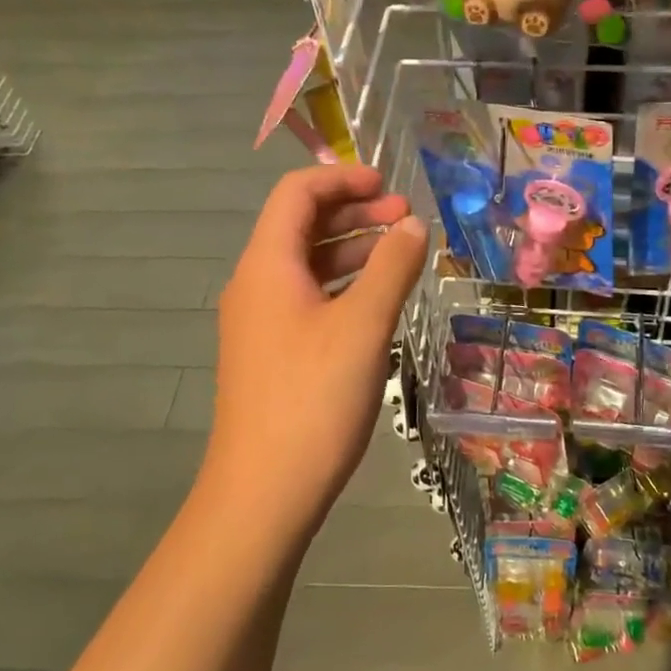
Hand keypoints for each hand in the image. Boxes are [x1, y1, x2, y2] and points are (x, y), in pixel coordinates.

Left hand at [208, 165, 427, 542]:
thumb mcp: (364, 325)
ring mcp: (261, 321)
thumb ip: (392, 267)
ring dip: (353, 249)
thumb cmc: (314, 398)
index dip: (343, 178)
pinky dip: (344, 285)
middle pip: (302, 225)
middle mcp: (256, 284)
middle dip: (355, 212)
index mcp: (268, 265)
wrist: (264, 492)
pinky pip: (308, 298)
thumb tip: (414, 225)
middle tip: (407, 221)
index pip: (297, 193)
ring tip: (402, 255)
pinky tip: (378, 301)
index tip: (390, 186)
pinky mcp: (272, 353)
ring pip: (308, 264)